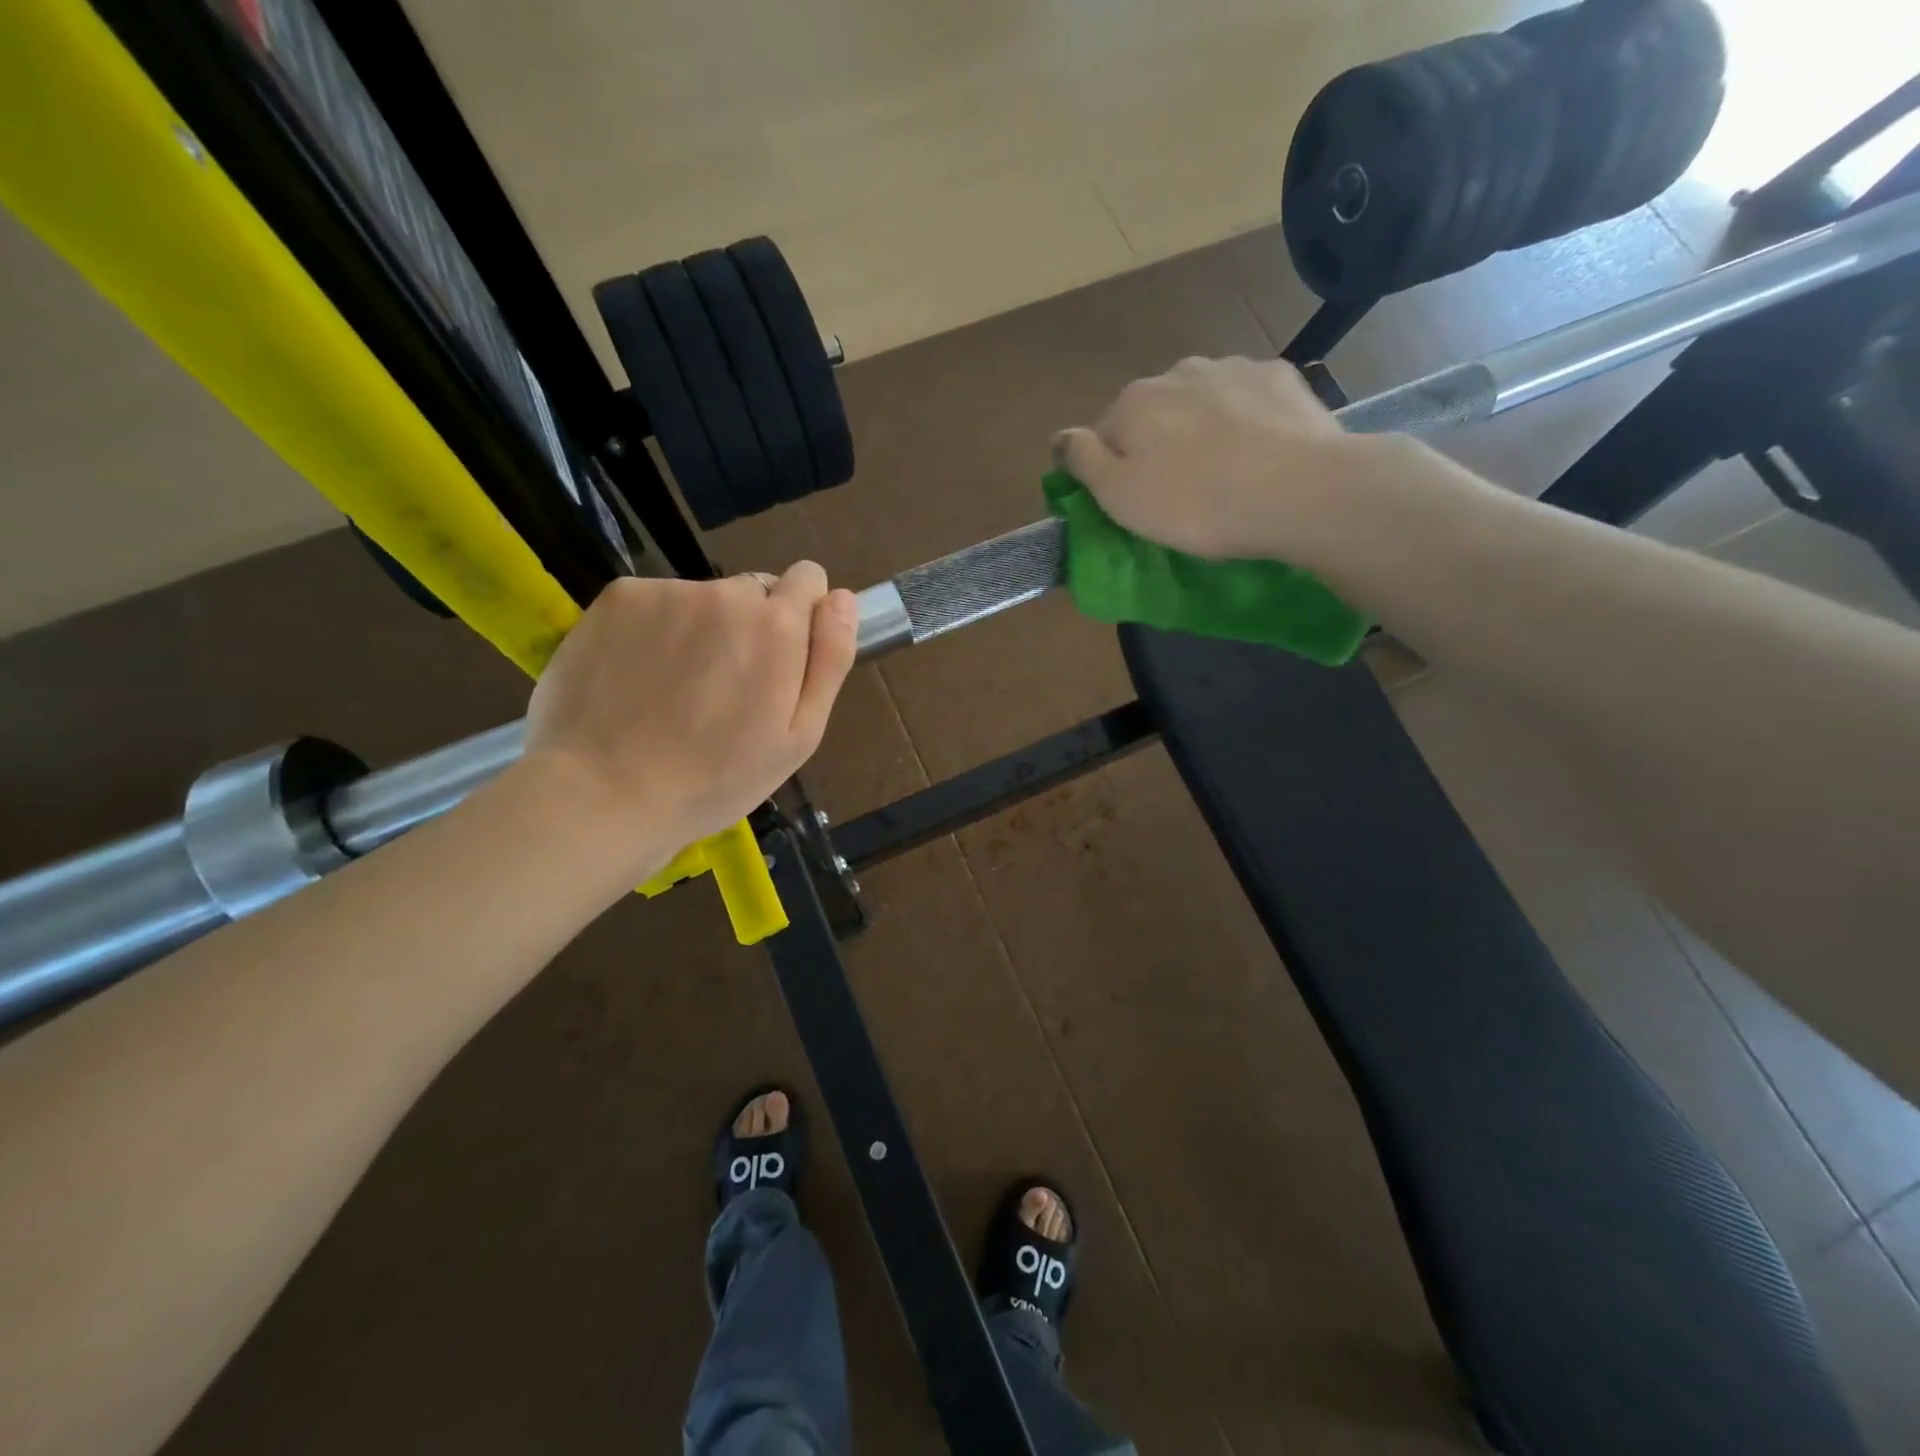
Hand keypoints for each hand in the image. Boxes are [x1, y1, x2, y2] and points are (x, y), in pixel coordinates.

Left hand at [521, 564, 857, 875]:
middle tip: (726, 689)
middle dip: (750, 626)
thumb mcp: (799, 736)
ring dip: (700, 630)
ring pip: (702, 600)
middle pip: (753, 591)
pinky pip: (654, 604)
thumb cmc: (717, 778)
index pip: (808, 579)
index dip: (801, 617)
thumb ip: (830, 659)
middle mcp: (724, 593)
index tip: (780, 660)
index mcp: (776, 626)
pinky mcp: (617, 598)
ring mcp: (666, 592)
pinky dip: (653, 630)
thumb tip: (843, 598)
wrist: (605, 794)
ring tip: (676, 692)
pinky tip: (638, 678)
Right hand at [1054, 356, 1405, 568]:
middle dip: (1159, 442)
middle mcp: (1177, 371)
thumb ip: (1083, 461)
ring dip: (1201, 427)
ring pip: (1200, 400)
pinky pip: (1246, 399)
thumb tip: (1060, 436)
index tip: (1133, 501)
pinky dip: (1245, 419)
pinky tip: (1259, 451)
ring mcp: (1232, 367)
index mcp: (1133, 402)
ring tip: (1224, 471)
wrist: (1298, 490)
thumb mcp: (1120, 496)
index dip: (1114, 468)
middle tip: (1179, 490)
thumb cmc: (1195, 504)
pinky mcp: (1280, 376)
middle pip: (1154, 411)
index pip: (1104, 433)